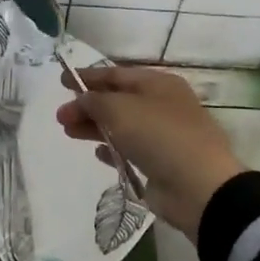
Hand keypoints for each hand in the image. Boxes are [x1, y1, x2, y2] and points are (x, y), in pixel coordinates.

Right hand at [55, 66, 243, 241]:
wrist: (198, 186)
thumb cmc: (159, 135)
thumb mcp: (120, 109)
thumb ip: (94, 101)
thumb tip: (82, 100)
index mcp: (158, 83)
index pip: (116, 74)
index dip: (87, 77)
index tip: (61, 81)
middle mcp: (162, 105)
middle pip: (117, 101)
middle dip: (87, 106)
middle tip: (60, 117)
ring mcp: (163, 135)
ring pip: (122, 125)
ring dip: (95, 127)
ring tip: (68, 132)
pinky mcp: (161, 163)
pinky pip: (131, 150)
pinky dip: (112, 149)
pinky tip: (98, 153)